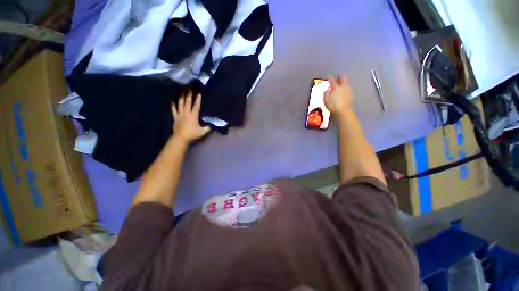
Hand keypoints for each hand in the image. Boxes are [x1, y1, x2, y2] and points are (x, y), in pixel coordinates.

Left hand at [171, 91, 210, 142]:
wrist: (181, 138)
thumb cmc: (193, 134)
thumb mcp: (203, 131)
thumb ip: (208, 127)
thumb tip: (214, 124)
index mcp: (193, 115)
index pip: (196, 105)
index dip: (198, 99)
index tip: (199, 92)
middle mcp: (186, 112)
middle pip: (187, 101)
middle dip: (189, 94)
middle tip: (189, 86)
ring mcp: (180, 114)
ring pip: (180, 103)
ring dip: (181, 96)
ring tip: (182, 90)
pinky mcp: (175, 117)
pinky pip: (173, 109)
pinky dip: (173, 104)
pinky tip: (172, 100)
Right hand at [324, 74, 353, 116]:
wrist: (343, 111)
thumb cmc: (333, 105)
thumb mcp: (326, 99)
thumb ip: (326, 93)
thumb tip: (327, 90)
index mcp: (336, 87)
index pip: (332, 80)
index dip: (330, 77)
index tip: (329, 75)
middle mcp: (343, 87)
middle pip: (343, 78)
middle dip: (340, 76)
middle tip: (338, 76)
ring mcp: (348, 91)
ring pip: (346, 84)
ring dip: (343, 83)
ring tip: (340, 85)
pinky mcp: (351, 96)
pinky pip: (347, 90)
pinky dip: (345, 89)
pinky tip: (343, 92)